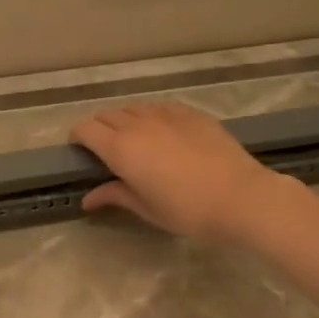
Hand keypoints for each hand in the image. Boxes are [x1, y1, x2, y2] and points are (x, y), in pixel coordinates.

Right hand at [71, 101, 290, 242]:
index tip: (79, 151)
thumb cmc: (187, 210)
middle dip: (99, 129)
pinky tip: (161, 133)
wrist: (241, 197)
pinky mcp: (190, 113)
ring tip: (133, 141)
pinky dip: (150, 116)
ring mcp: (166, 114)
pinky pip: (159, 107)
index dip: (77, 138)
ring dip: (124, 121)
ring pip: (133, 108)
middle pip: (107, 115)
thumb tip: (88, 198)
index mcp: (121, 148)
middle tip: (105, 150)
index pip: (86, 130)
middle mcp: (138, 124)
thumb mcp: (146, 208)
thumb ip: (115, 195)